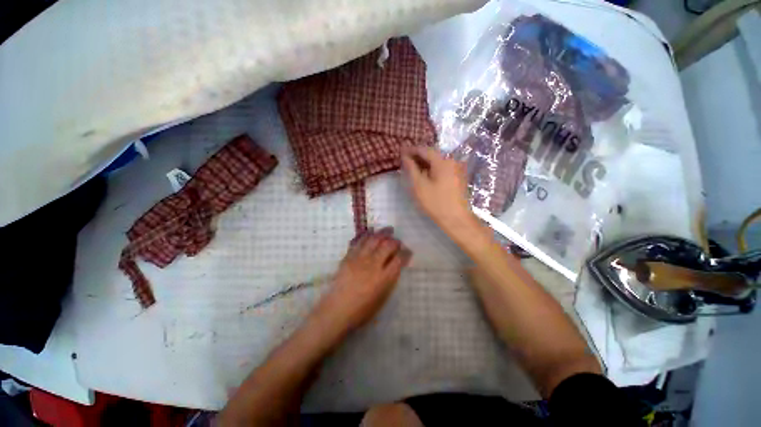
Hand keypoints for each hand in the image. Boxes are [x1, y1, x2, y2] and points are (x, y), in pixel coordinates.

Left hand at [315, 228, 411, 331]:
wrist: (337, 310)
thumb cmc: (362, 310)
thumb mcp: (382, 298)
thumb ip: (391, 279)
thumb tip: (397, 265)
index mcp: (383, 278)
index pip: (399, 259)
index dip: (406, 253)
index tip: (408, 252)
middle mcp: (373, 264)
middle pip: (387, 245)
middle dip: (395, 241)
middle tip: (398, 241)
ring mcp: (359, 259)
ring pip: (374, 239)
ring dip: (383, 233)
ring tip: (388, 230)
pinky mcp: (349, 257)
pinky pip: (359, 241)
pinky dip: (367, 235)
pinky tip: (371, 232)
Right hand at [401, 145, 475, 234]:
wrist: (456, 219)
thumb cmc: (435, 202)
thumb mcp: (419, 185)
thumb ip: (411, 168)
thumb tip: (405, 156)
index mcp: (442, 161)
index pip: (424, 150)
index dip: (411, 150)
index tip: (401, 151)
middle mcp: (451, 161)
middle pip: (432, 154)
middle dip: (418, 156)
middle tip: (405, 160)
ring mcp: (456, 169)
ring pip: (437, 161)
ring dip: (424, 163)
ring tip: (412, 167)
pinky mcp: (458, 177)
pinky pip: (442, 168)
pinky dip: (432, 169)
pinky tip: (424, 174)